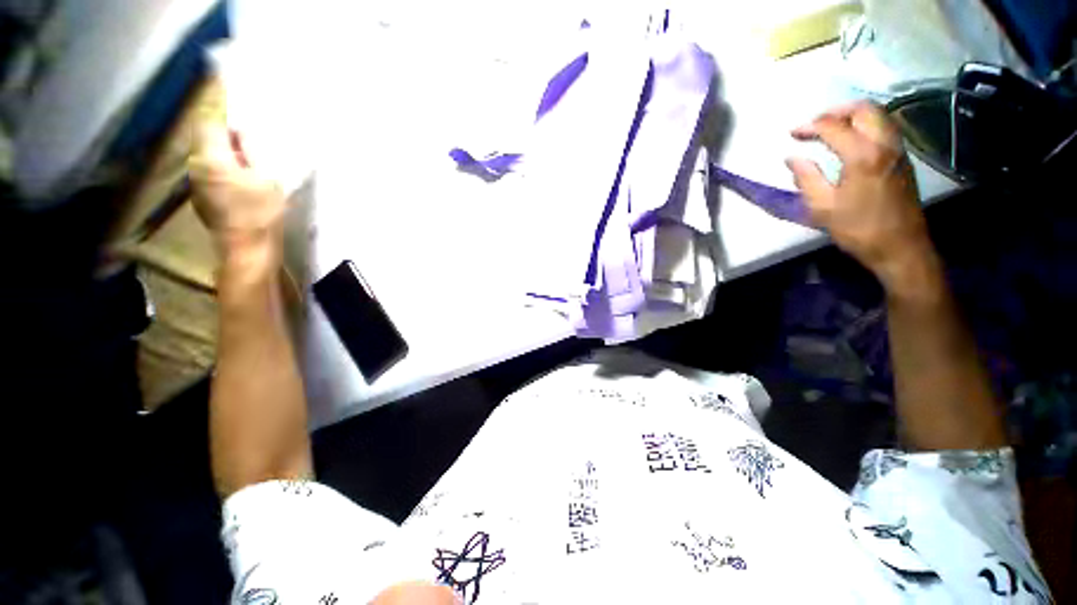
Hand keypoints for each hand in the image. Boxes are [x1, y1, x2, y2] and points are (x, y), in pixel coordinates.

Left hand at [189, 118, 285, 252]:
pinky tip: (240, 178)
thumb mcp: (266, 178)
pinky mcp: (201, 195)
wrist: (247, 248)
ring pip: (207, 154)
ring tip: (248, 158)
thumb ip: (252, 150)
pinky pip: (209, 170)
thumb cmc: (261, 213)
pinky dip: (223, 166)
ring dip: (224, 150)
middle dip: (225, 133)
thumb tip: (242, 131)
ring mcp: (196, 182)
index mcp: (211, 158)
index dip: (221, 111)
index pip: (208, 122)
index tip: (233, 100)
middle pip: (206, 138)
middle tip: (249, 136)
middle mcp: (196, 165)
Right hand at [786, 102, 934, 288]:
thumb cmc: (858, 229)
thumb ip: (806, 179)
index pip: (834, 127)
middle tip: (814, 125)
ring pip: (879, 115)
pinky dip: (866, 125)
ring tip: (831, 129)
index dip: (810, 126)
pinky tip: (851, 141)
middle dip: (835, 111)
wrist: (901, 247)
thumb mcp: (823, 208)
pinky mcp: (903, 159)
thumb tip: (792, 158)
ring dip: (853, 115)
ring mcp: (898, 150)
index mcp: (863, 156)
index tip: (792, 134)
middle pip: (864, 109)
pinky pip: (885, 128)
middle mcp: (885, 144)